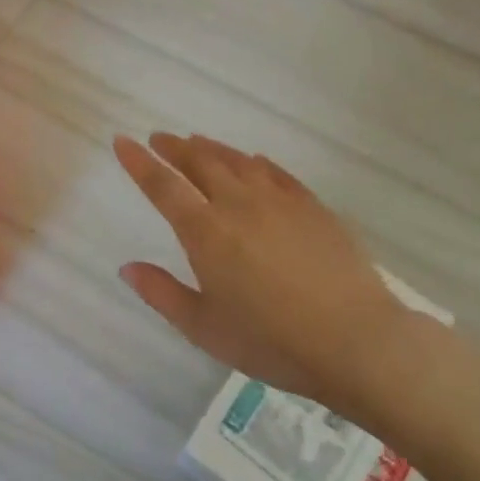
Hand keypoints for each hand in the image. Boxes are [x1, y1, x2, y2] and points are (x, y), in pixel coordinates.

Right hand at [113, 132, 418, 425]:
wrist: (357, 341)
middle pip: (199, 162)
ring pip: (237, 161)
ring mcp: (279, 201)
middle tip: (159, 138)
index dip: (139, 162)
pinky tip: (253, 162)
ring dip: (211, 148)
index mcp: (206, 232)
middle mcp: (238, 204)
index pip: (163, 186)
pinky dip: (255, 163)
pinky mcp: (312, 207)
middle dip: (174, 148)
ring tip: (197, 142)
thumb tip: (127, 267)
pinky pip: (276, 173)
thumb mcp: (205, 329)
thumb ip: (162, 294)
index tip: (122, 141)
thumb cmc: (272, 342)